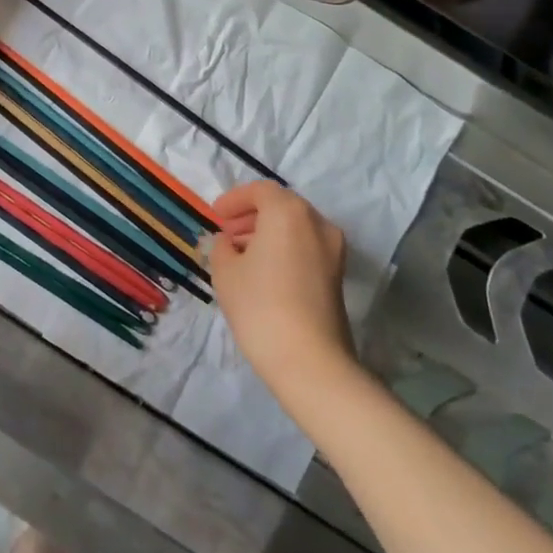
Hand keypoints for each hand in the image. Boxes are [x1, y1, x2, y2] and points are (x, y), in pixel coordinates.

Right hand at [210, 182, 355, 397]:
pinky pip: (306, 247)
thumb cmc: (260, 305)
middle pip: (281, 206)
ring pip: (295, 228)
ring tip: (241, 254)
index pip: (260, 191)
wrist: (310, 361)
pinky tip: (263, 272)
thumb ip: (221, 247)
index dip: (234, 200)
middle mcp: (316, 223)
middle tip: (227, 233)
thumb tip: (228, 242)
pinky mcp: (337, 276)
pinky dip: (284, 248)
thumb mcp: (225, 272)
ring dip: (268, 233)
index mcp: (288, 212)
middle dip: (251, 215)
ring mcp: (333, 250)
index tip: (215, 216)